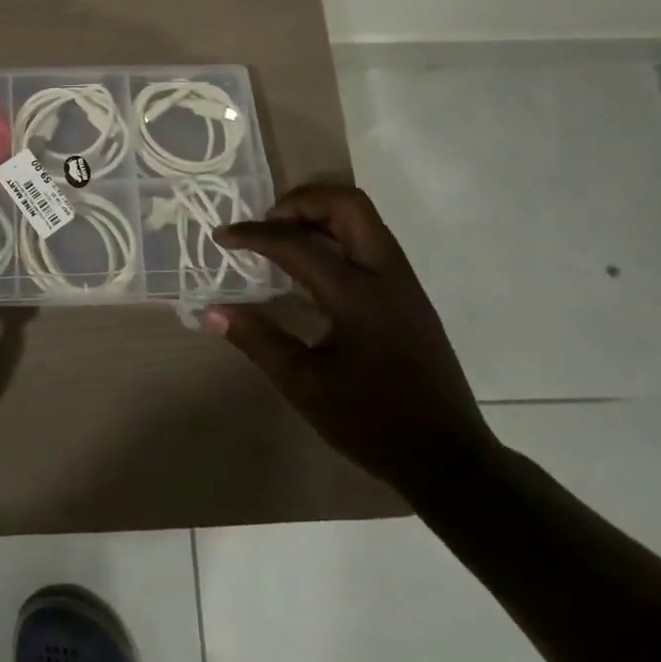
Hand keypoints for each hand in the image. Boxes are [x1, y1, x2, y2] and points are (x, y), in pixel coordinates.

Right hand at [208, 183, 499, 498]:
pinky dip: (335, 235)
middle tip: (266, 225)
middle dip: (299, 202)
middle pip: (346, 204)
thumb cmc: (372, 422)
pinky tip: (312, 269)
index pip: (296, 243)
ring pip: (363, 218)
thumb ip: (257, 340)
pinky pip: (370, 241)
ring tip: (283, 240)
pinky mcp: (409, 296)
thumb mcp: (304, 385)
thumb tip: (211, 312)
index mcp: (357, 295)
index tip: (222, 237)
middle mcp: (386, 275)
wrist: (449, 459)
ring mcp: (403, 283)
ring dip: (319, 215)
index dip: (254, 234)